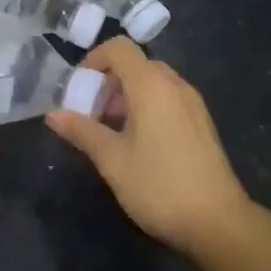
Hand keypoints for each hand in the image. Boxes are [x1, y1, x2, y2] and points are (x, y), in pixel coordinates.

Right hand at [46, 38, 251, 254]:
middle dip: (108, 82)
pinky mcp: (201, 122)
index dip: (94, 60)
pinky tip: (139, 143)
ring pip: (153, 82)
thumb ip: (81, 131)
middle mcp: (175, 84)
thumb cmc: (159, 185)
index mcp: (151, 85)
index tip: (78, 89)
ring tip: (111, 131)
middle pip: (136, 64)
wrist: (218, 222)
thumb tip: (52, 114)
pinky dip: (147, 106)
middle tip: (91, 113)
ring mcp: (192, 103)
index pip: (119, 48)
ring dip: (127, 96)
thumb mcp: (112, 159)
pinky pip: (168, 98)